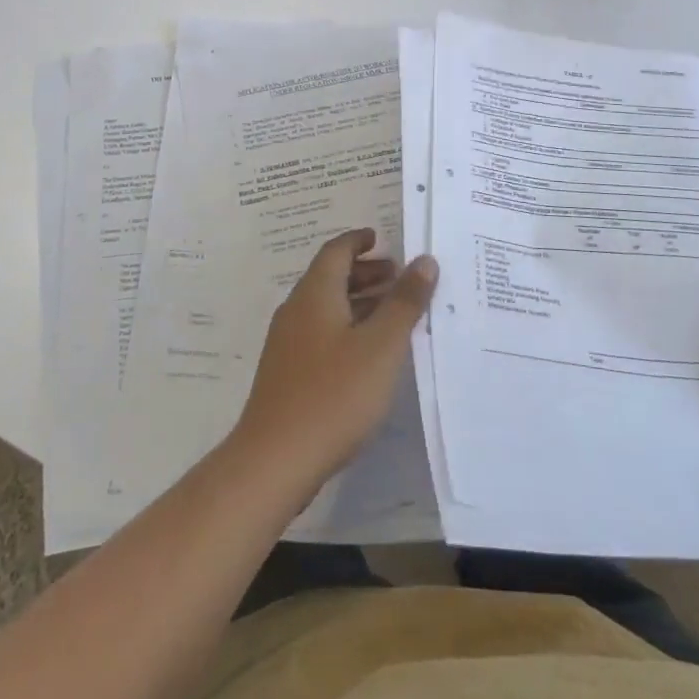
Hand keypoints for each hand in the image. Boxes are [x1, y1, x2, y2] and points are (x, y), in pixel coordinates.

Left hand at [233, 229, 436, 486]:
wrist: (274, 460)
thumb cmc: (334, 394)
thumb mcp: (381, 346)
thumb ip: (404, 302)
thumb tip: (423, 261)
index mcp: (315, 293)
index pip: (336, 251)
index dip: (358, 241)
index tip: (380, 238)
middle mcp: (296, 310)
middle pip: (330, 277)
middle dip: (364, 273)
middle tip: (398, 277)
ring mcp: (287, 344)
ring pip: (326, 308)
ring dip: (358, 302)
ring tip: (392, 314)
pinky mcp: (286, 374)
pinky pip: (321, 334)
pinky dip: (347, 328)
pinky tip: (368, 355)